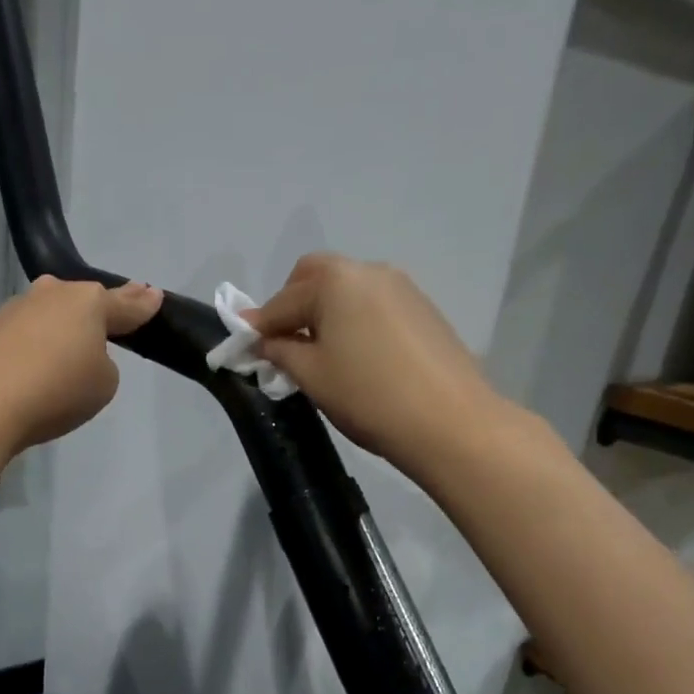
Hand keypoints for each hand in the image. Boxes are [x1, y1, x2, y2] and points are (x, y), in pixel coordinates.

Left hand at [0, 277, 161, 480]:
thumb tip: (81, 354)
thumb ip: (104, 363)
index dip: (143, 303)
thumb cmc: (56, 391)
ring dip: (63, 328)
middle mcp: (52, 294)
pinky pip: (28, 334)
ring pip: (52, 314)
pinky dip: (36, 346)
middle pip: (84, 301)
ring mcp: (17, 308)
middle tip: (113, 318)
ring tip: (70, 352)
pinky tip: (36, 366)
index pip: (125, 303)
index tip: (154, 295)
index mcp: (88, 302)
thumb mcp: (103, 384)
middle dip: (99, 310)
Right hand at [249, 254, 506, 474]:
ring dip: (325, 312)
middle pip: (316, 277)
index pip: (282, 301)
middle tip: (285, 344)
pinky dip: (353, 320)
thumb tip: (260, 336)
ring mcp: (402, 287)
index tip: (243, 348)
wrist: (450, 422)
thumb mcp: (312, 375)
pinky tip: (357, 356)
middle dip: (293, 305)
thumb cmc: (367, 396)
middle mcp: (368, 271)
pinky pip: (373, 305)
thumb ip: (280, 349)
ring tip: (322, 355)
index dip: (258, 326)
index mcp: (335, 281)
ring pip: (347, 290)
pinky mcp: (423, 308)